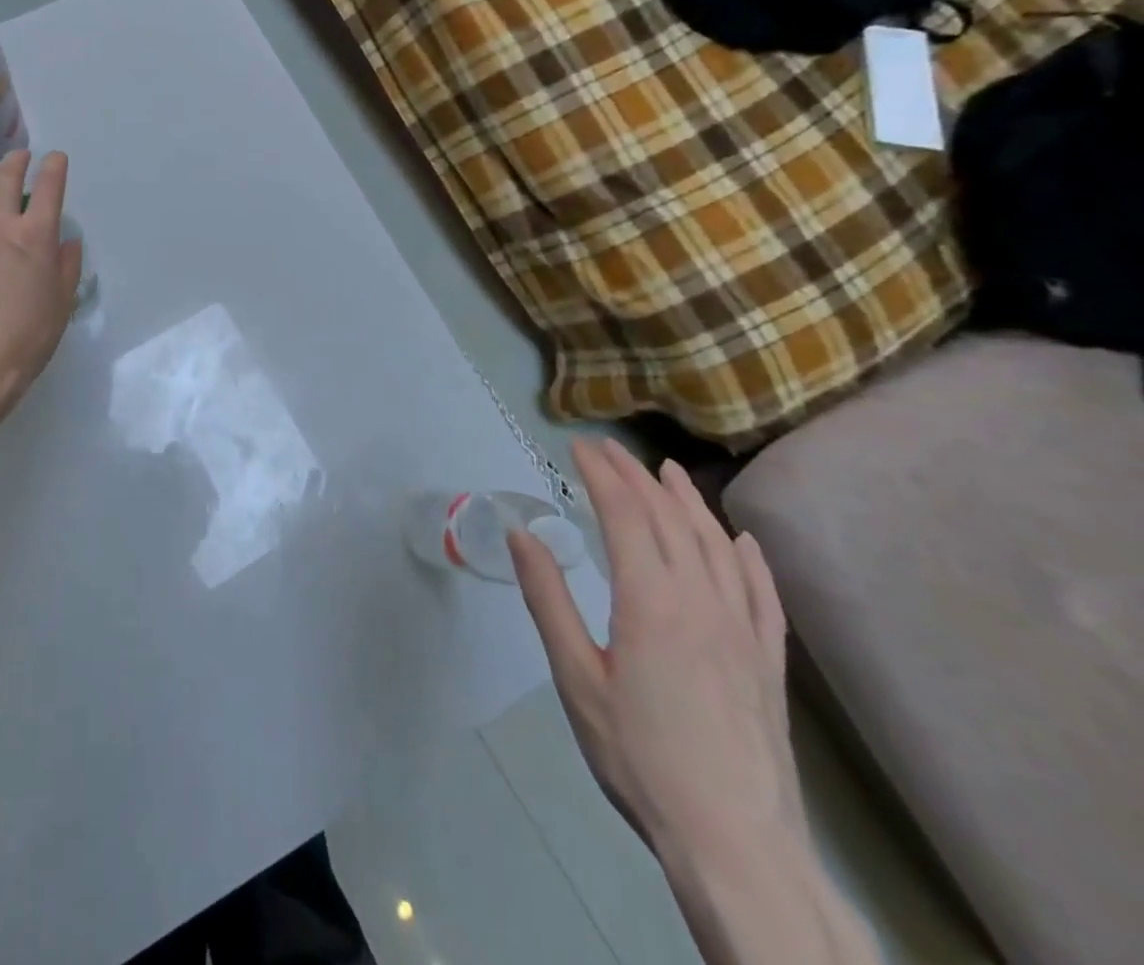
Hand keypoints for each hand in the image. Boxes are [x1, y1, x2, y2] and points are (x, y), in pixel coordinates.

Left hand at [0, 149, 82, 429]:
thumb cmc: (27, 335)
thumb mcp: (61, 303)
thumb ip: (66, 267)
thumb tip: (67, 242)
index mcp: (34, 236)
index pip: (48, 187)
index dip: (54, 167)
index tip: (55, 158)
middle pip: (4, 177)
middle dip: (16, 161)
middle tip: (21, 158)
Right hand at [508, 439, 804, 862]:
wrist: (736, 845)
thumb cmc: (640, 757)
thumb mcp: (576, 678)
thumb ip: (548, 600)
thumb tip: (522, 534)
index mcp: (651, 601)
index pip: (625, 514)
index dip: (601, 474)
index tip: (578, 447)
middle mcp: (703, 602)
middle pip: (669, 519)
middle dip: (636, 476)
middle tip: (610, 450)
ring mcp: (744, 631)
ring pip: (718, 546)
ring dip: (690, 502)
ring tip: (669, 472)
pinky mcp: (769, 663)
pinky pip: (763, 593)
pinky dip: (749, 558)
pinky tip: (742, 541)